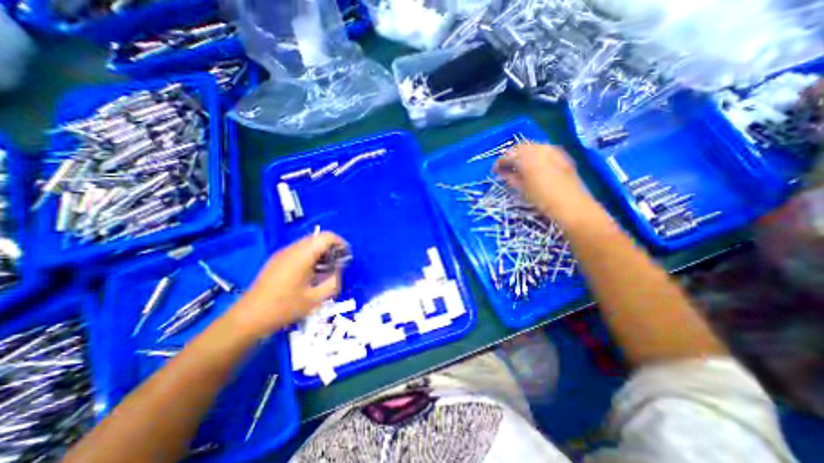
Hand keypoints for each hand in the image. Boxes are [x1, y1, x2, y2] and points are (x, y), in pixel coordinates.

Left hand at [224, 234, 344, 336]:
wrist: (248, 318)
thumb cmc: (284, 308)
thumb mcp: (315, 299)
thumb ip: (333, 282)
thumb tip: (339, 270)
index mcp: (302, 255)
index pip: (326, 237)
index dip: (340, 243)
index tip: (346, 256)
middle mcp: (292, 249)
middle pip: (317, 238)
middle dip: (331, 248)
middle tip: (338, 264)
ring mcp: (282, 253)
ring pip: (308, 243)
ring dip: (321, 252)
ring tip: (325, 269)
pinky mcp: (277, 259)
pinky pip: (299, 250)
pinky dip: (310, 256)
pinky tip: (310, 273)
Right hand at [492, 145, 595, 223]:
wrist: (571, 204)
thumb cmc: (543, 199)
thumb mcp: (522, 189)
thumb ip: (511, 177)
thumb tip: (502, 172)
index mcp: (527, 159)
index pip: (508, 156)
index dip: (500, 162)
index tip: (494, 170)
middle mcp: (539, 149)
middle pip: (520, 147)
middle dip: (511, 156)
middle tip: (506, 167)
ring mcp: (552, 150)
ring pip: (532, 146)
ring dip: (522, 154)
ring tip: (518, 166)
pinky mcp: (562, 154)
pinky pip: (543, 149)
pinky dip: (534, 154)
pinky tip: (533, 164)